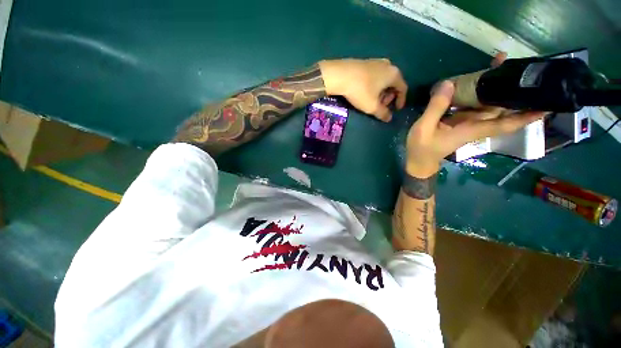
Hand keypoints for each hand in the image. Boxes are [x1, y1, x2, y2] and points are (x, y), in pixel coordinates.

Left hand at [318, 59, 407, 121]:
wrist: (340, 75)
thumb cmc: (360, 91)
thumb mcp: (372, 106)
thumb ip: (383, 113)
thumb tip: (389, 118)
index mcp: (394, 74)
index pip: (403, 88)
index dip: (401, 100)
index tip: (397, 110)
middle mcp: (388, 65)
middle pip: (393, 83)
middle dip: (389, 97)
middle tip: (382, 106)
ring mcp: (376, 61)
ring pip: (384, 80)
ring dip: (381, 92)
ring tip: (373, 101)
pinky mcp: (365, 62)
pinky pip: (375, 75)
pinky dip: (374, 85)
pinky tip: (366, 92)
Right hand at [405, 81, 544, 176]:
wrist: (419, 161)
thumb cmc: (422, 149)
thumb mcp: (424, 129)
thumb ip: (436, 108)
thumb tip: (449, 83)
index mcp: (472, 129)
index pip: (507, 123)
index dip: (528, 115)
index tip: (549, 104)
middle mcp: (476, 125)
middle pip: (503, 108)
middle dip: (516, 90)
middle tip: (525, 67)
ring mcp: (469, 122)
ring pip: (491, 104)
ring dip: (499, 87)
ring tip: (503, 64)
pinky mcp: (460, 121)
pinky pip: (476, 105)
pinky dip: (481, 92)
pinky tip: (479, 80)